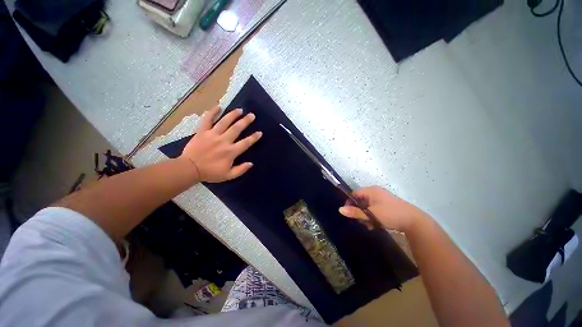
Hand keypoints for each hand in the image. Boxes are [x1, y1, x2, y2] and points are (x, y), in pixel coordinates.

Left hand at [180, 106, 261, 182]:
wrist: (189, 169)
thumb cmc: (210, 173)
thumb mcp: (228, 175)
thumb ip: (240, 170)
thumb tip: (251, 163)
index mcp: (231, 152)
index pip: (246, 143)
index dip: (254, 137)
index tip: (259, 132)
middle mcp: (223, 141)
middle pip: (237, 128)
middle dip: (245, 121)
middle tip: (252, 115)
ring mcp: (212, 135)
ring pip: (224, 122)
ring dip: (233, 115)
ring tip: (240, 110)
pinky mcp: (202, 132)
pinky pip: (207, 120)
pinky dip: (212, 112)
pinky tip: (218, 107)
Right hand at [339, 186, 428, 232]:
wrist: (414, 221)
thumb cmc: (390, 215)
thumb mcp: (371, 215)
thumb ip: (355, 212)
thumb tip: (340, 209)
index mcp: (371, 190)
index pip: (354, 193)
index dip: (349, 202)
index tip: (349, 213)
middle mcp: (375, 192)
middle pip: (360, 200)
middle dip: (359, 211)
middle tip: (361, 221)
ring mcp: (382, 197)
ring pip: (367, 205)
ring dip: (365, 215)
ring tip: (369, 225)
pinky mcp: (387, 204)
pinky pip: (374, 208)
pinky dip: (372, 215)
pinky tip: (375, 224)